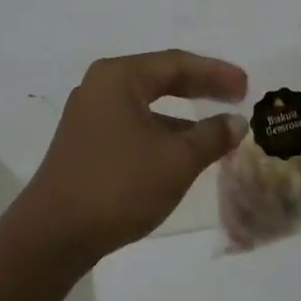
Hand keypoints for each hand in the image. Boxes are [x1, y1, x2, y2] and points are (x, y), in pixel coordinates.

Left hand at [16, 49, 248, 263]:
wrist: (53, 236)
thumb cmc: (118, 185)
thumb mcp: (176, 160)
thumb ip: (211, 136)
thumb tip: (236, 122)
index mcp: (119, 77)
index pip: (176, 63)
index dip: (216, 73)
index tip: (247, 86)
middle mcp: (100, 87)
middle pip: (160, 78)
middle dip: (200, 88)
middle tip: (236, 96)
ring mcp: (89, 115)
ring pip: (147, 105)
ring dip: (182, 116)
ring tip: (216, 130)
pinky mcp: (85, 143)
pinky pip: (133, 125)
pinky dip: (162, 133)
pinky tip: (182, 153)